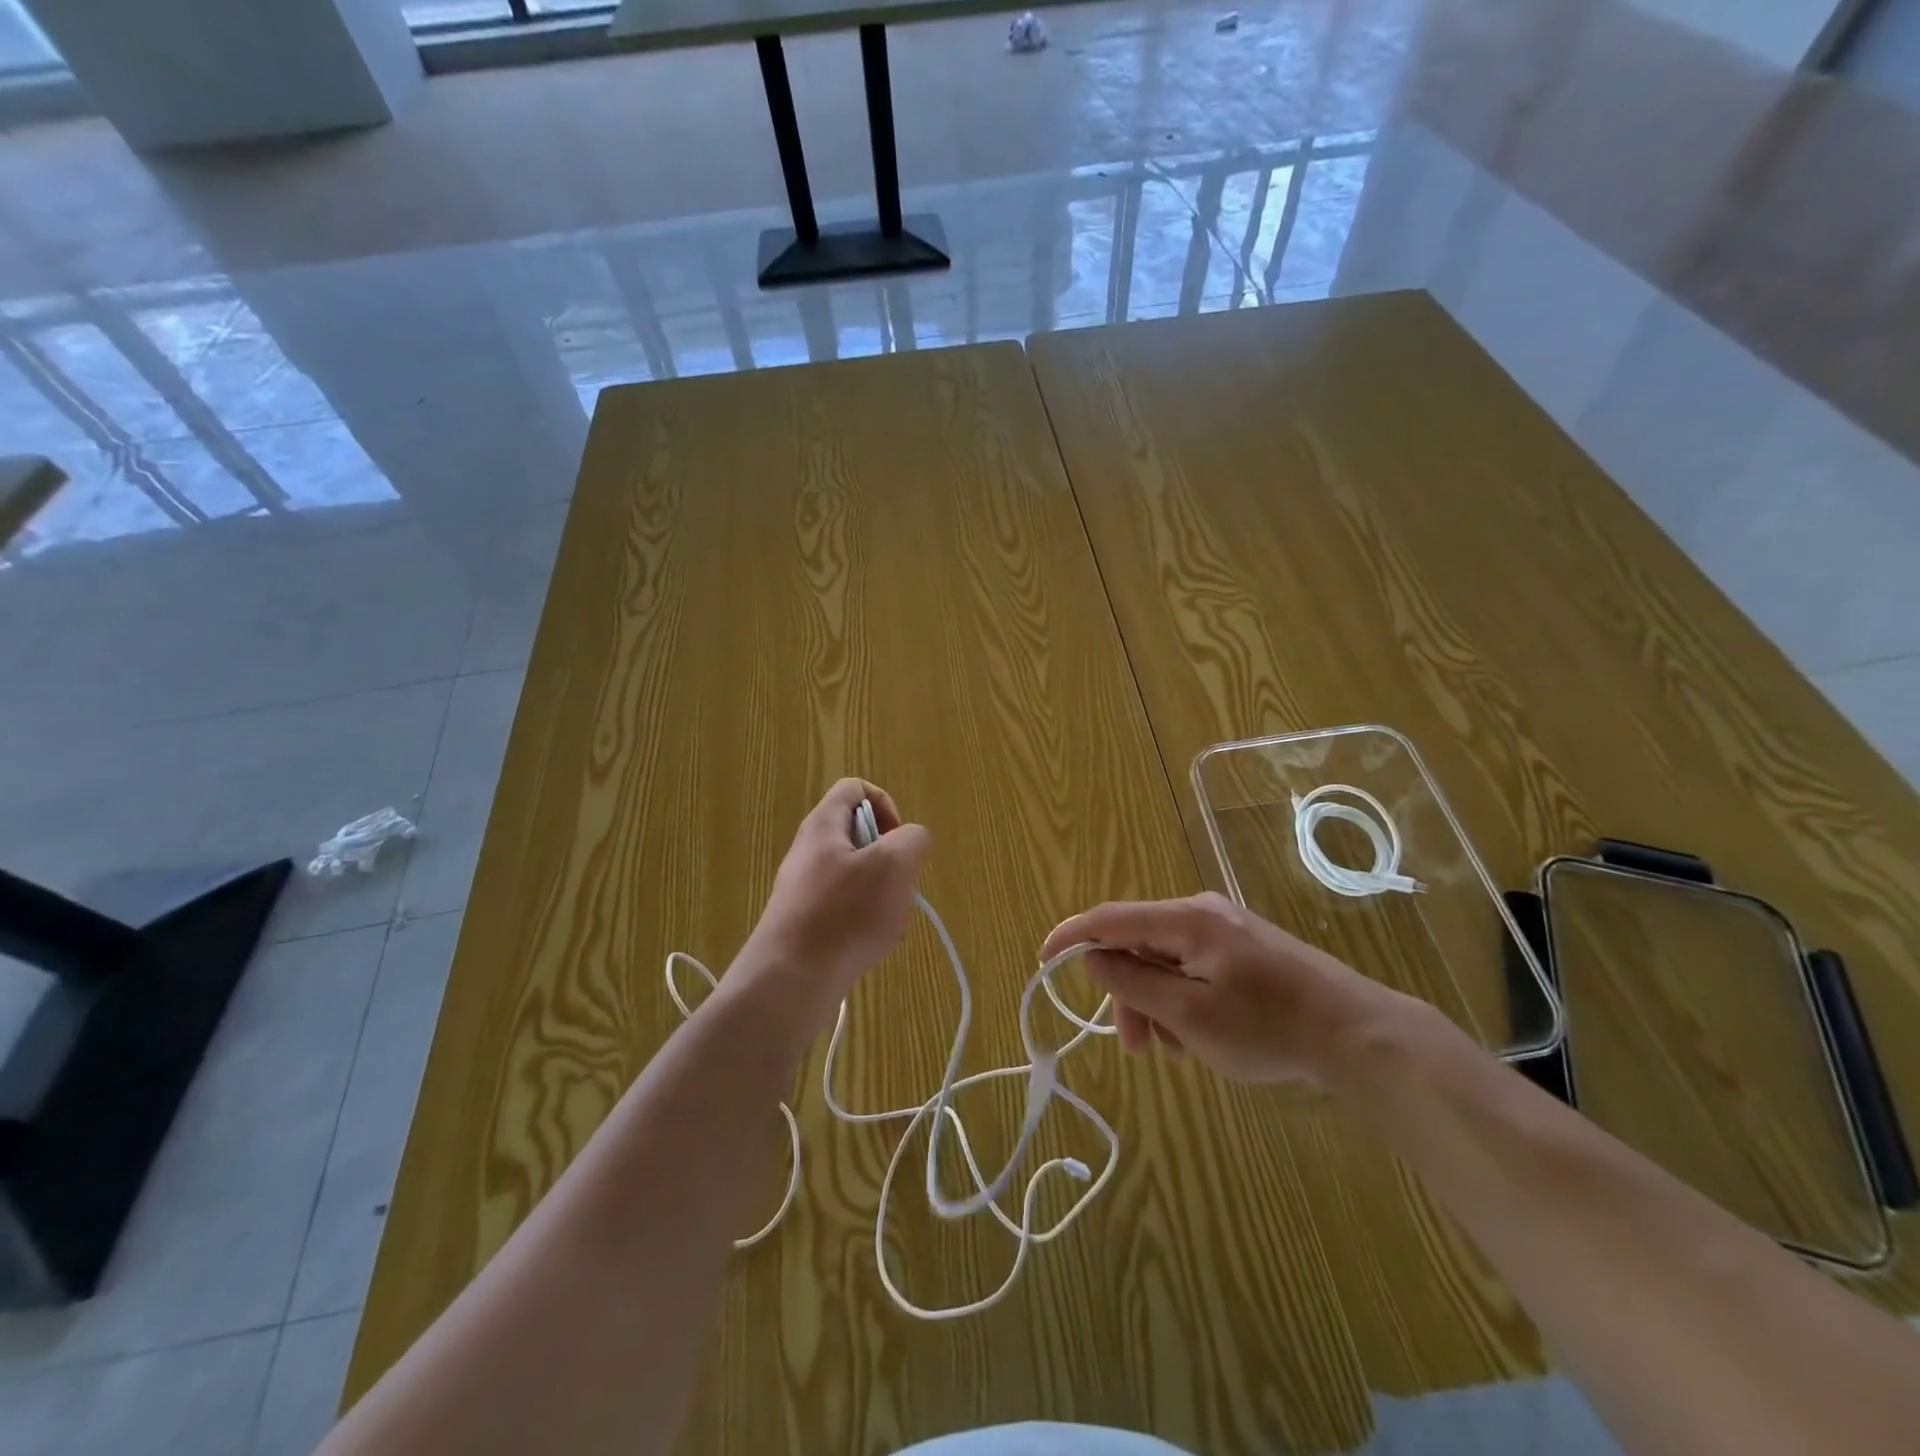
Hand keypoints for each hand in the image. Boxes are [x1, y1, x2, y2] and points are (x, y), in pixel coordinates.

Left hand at [728, 779, 930, 1035]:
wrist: (790, 981)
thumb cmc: (844, 914)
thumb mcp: (894, 864)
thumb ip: (913, 839)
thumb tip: (911, 841)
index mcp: (823, 825)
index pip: (855, 788)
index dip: (886, 805)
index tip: (899, 841)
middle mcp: (809, 851)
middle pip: (861, 837)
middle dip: (891, 860)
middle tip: (897, 886)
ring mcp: (804, 889)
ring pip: (858, 877)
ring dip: (883, 896)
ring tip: (887, 923)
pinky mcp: (805, 923)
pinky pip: (845, 909)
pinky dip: (866, 922)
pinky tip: (871, 946)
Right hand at [1039, 891, 1409, 1088]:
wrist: (1359, 1035)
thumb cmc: (1269, 1027)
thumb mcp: (1190, 1015)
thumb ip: (1133, 983)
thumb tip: (1091, 957)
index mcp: (1186, 919)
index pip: (1109, 918)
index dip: (1070, 936)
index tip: (1041, 961)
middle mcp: (1202, 913)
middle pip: (1139, 946)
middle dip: (1128, 995)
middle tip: (1138, 1048)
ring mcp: (1226, 930)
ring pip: (1166, 962)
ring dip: (1158, 1004)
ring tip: (1181, 1052)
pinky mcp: (1244, 950)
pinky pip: (1193, 969)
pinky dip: (1184, 1001)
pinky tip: (1204, 1037)